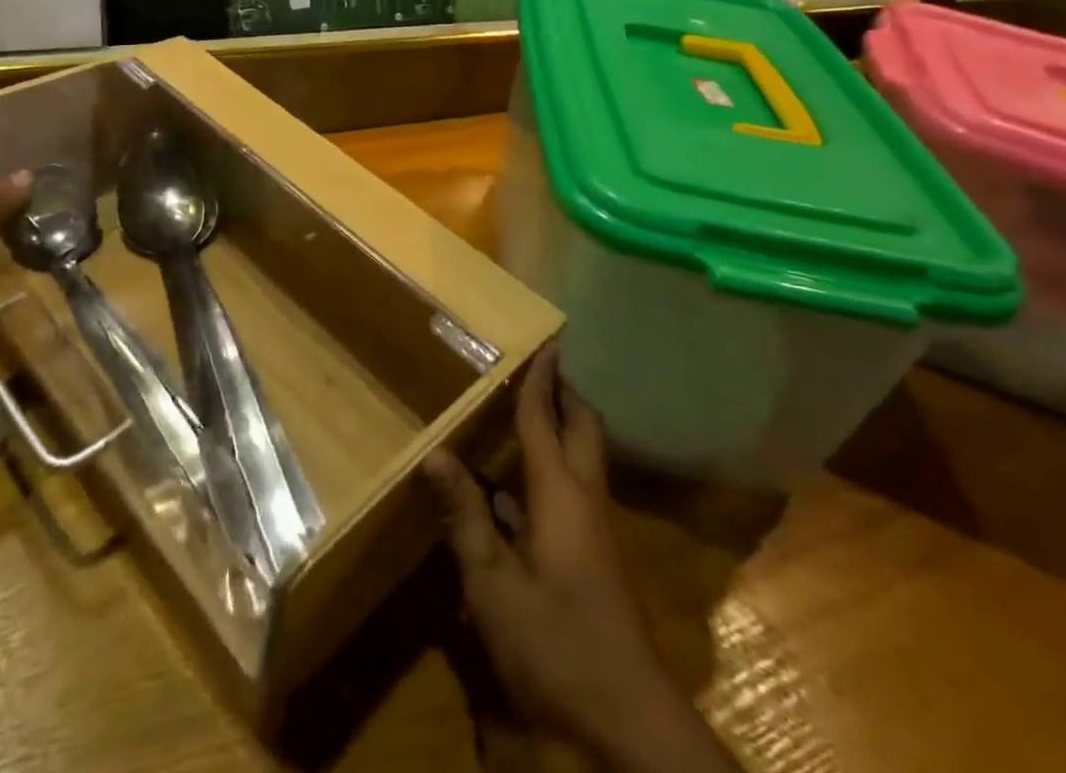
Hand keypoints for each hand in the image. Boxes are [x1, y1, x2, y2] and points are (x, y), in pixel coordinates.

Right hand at [424, 347, 736, 772]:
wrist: (629, 721)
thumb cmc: (557, 644)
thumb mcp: (495, 586)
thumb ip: (466, 519)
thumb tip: (436, 455)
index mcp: (560, 496)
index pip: (545, 422)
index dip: (540, 382)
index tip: (544, 343)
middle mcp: (585, 501)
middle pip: (582, 430)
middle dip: (564, 394)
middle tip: (542, 365)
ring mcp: (596, 531)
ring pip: (584, 459)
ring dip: (563, 427)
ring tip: (530, 409)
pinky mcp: (597, 558)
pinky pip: (576, 488)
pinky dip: (555, 465)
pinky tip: (523, 485)